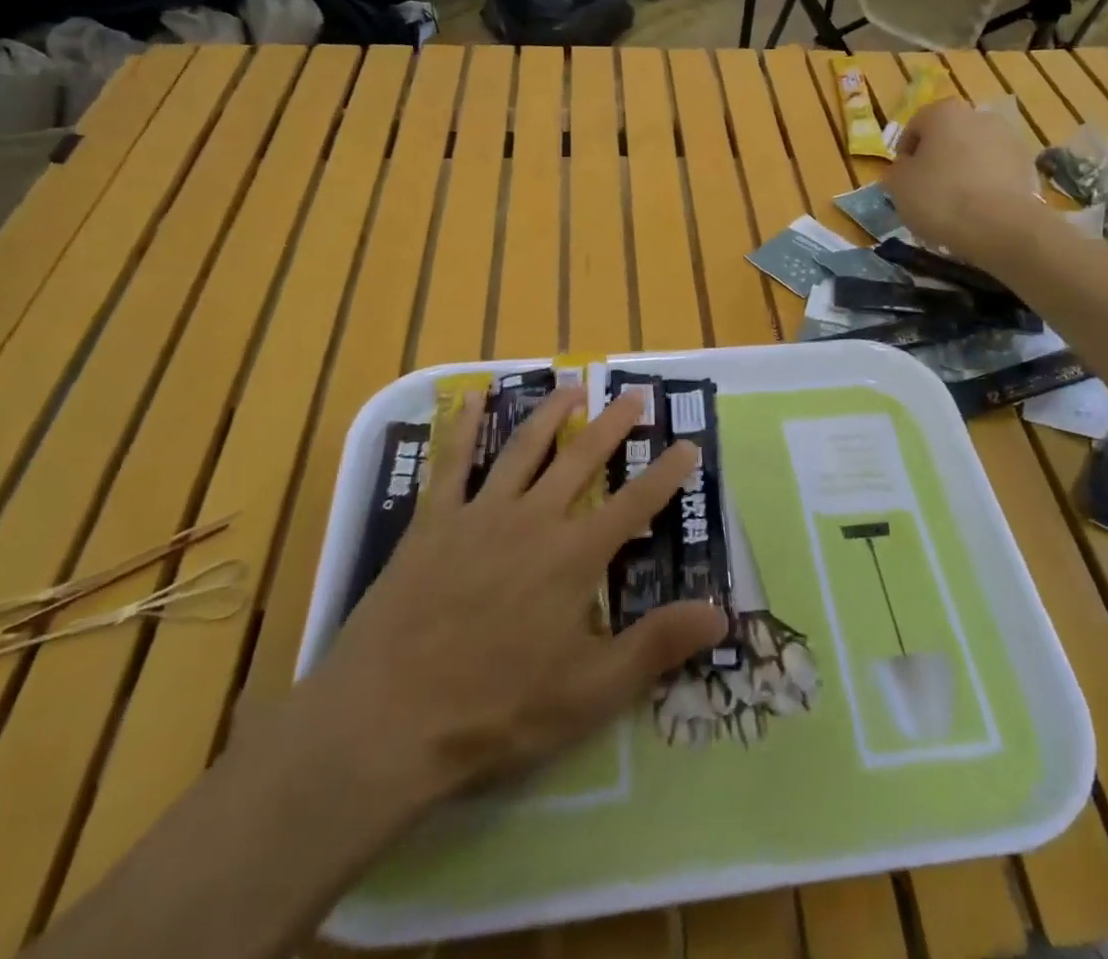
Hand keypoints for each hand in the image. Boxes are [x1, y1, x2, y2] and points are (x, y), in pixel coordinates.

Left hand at [300, 389, 727, 813]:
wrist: (386, 719)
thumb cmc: (496, 711)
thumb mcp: (590, 692)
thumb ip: (657, 647)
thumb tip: (721, 615)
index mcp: (573, 556)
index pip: (634, 504)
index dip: (666, 474)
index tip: (689, 444)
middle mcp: (532, 519)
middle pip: (581, 459)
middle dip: (613, 425)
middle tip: (635, 395)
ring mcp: (479, 514)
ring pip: (523, 448)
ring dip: (551, 414)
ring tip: (572, 387)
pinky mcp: (433, 523)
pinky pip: (452, 463)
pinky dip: (464, 427)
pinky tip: (472, 397)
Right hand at [885, 96, 1037, 258]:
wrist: (1000, 226)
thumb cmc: (939, 198)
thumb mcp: (898, 185)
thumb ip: (898, 168)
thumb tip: (908, 166)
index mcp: (944, 112)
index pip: (916, 126)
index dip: (905, 152)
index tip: (902, 178)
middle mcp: (979, 116)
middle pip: (950, 136)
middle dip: (938, 158)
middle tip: (927, 189)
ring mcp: (1009, 139)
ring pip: (975, 153)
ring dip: (964, 170)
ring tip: (955, 203)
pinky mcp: (1028, 165)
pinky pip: (997, 172)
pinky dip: (986, 184)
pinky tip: (978, 209)